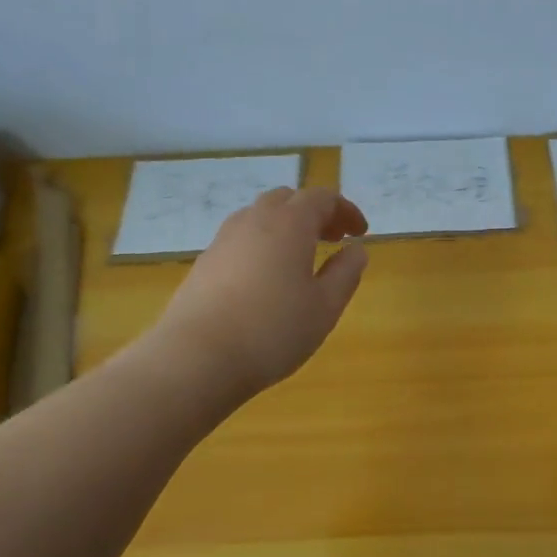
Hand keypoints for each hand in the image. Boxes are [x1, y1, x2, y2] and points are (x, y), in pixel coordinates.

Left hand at [151, 187, 369, 397]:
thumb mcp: (325, 307)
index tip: (360, 232)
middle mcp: (254, 220)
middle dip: (314, 212)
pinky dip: (262, 244)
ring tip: (299, 256)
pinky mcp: (204, 262)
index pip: (322, 198)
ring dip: (285, 226)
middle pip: (288, 199)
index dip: (345, 210)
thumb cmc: (273, 330)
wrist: (196, 358)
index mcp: (289, 224)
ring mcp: (224, 239)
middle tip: (332, 238)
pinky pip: (240, 238)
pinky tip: (266, 277)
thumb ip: (345, 273)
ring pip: (259, 216)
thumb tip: (356, 250)